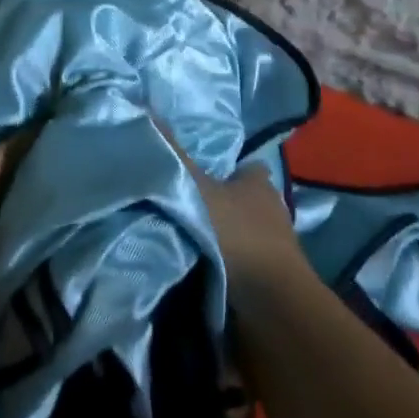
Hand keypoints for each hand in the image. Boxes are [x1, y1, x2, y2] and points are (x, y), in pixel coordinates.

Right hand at [188, 159, 309, 304]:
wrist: (269, 306)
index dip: (224, 165)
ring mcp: (270, 248)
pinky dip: (217, 261)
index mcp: (259, 184)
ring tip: (178, 231)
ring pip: (237, 231)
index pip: (245, 165)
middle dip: (216, 200)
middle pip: (239, 199)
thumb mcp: (198, 189)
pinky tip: (191, 261)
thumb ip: (174, 156)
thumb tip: (147, 111)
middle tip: (178, 197)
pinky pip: (234, 261)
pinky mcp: (263, 280)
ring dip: (216, 234)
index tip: (197, 165)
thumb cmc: (239, 235)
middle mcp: (270, 211)